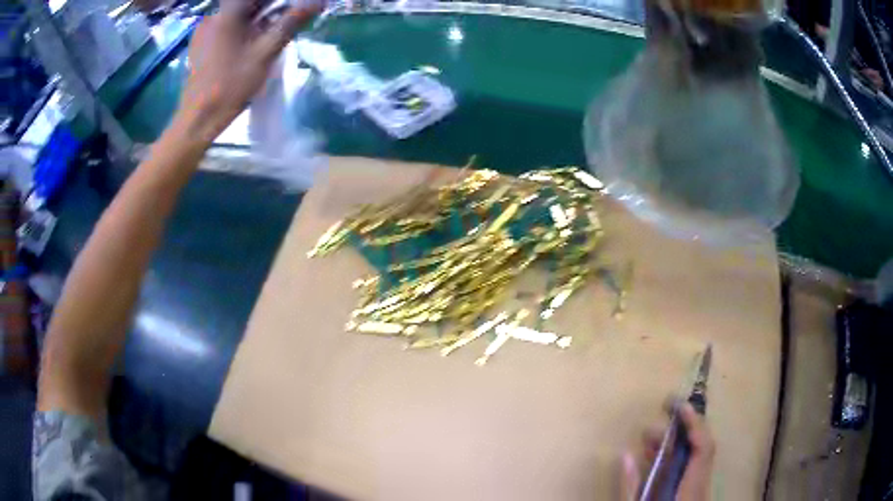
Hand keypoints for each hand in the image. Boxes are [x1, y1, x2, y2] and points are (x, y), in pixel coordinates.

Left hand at [175, 0, 319, 142]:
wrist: (198, 119)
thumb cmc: (230, 85)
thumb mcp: (265, 52)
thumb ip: (291, 22)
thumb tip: (318, 1)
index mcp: (227, 13)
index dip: (277, 0)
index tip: (295, 5)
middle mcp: (214, 15)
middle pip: (247, 2)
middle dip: (271, 4)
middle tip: (293, 12)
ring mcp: (205, 30)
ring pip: (239, 13)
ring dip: (260, 14)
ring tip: (279, 24)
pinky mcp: (202, 44)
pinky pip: (228, 25)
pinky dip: (246, 25)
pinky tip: (256, 38)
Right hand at [620, 402, 715, 500]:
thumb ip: (631, 487)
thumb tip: (625, 455)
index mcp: (691, 490)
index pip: (703, 448)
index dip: (695, 423)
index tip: (680, 406)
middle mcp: (701, 486)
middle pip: (702, 449)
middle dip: (680, 431)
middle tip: (656, 421)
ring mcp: (699, 491)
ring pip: (696, 459)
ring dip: (676, 445)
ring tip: (650, 438)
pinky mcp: (694, 495)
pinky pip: (690, 470)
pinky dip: (675, 459)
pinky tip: (657, 459)